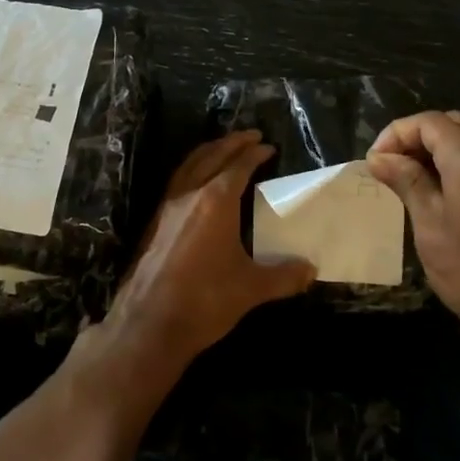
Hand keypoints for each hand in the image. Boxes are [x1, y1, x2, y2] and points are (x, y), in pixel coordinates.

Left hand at [106, 131, 315, 369]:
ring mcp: (167, 208)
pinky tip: (197, 184)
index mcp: (215, 201)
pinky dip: (192, 170)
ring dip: (208, 152)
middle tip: (250, 136)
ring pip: (189, 166)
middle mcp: (189, 195)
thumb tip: (311, 270)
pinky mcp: (154, 224)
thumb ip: (284, 276)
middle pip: (211, 156)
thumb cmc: (205, 300)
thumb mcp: (251, 288)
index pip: (238, 166)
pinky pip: (176, 182)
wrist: (149, 324)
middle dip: (232, 143)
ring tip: (223, 149)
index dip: (255, 154)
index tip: (268, 147)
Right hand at [366, 110, 459, 348]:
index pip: (429, 122)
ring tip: (412, 181)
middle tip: (391, 167)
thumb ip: (408, 183)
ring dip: (440, 150)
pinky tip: (445, 196)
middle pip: (453, 124)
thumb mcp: (431, 227)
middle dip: (418, 137)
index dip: (396, 133)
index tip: (375, 162)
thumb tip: (380, 157)